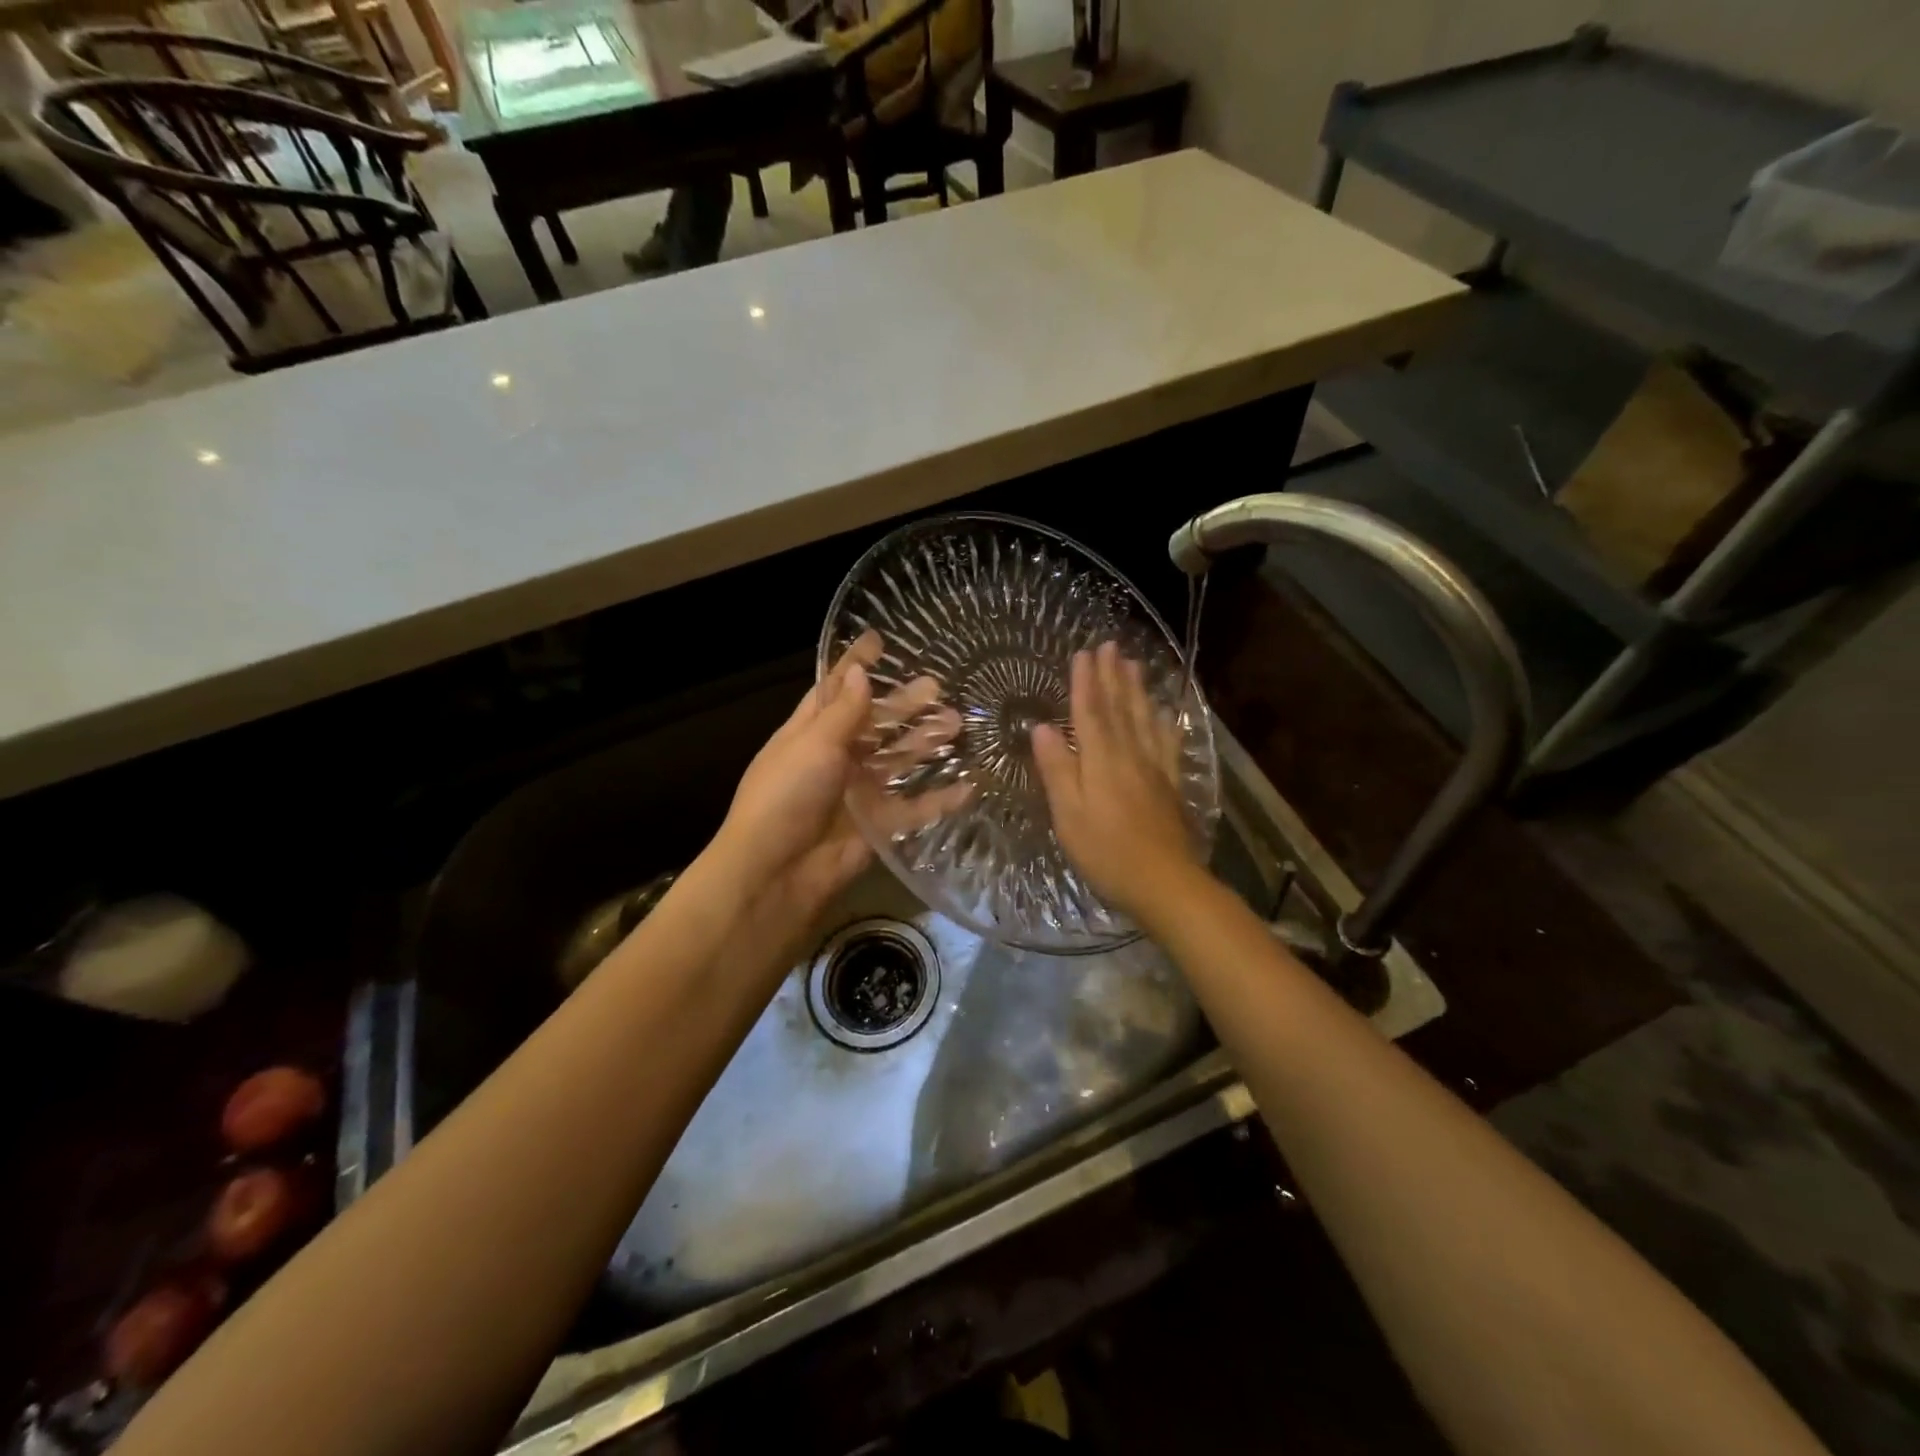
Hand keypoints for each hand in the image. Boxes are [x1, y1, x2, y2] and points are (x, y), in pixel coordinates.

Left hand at [701, 633, 968, 968]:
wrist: (776, 873)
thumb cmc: (786, 796)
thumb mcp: (812, 744)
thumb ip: (843, 711)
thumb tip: (858, 672)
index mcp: (810, 732)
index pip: (836, 690)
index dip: (856, 666)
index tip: (880, 640)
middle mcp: (835, 758)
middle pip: (876, 724)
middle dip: (904, 705)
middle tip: (939, 686)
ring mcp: (858, 792)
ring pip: (898, 761)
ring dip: (926, 743)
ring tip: (960, 723)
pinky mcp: (878, 825)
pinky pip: (914, 808)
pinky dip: (939, 798)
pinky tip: (969, 785)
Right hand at [1032, 642, 1203, 922]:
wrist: (1165, 883)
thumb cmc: (1106, 852)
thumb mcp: (1068, 815)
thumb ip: (1056, 769)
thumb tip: (1041, 727)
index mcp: (1101, 760)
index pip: (1090, 711)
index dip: (1085, 680)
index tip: (1083, 652)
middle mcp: (1130, 755)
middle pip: (1120, 707)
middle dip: (1113, 675)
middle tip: (1111, 645)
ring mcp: (1154, 769)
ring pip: (1144, 719)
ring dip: (1137, 689)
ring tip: (1134, 663)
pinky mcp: (1170, 785)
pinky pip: (1167, 743)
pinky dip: (1164, 722)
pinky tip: (1165, 712)